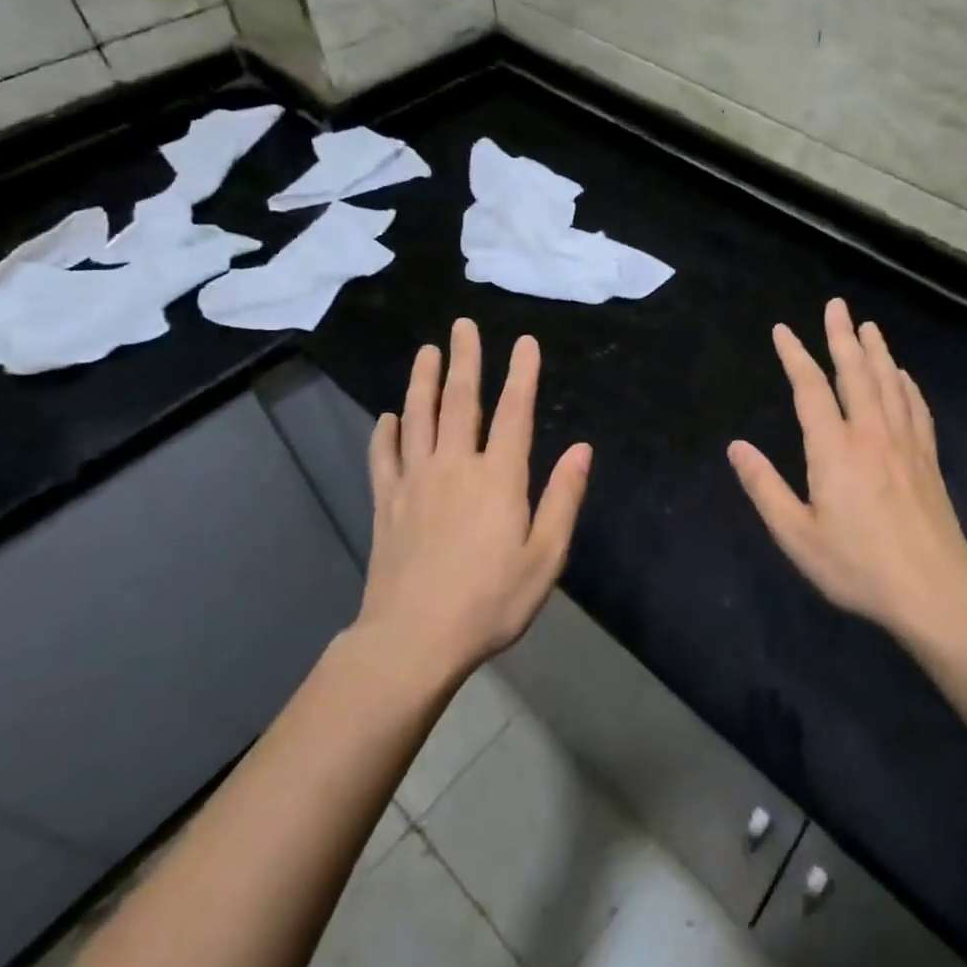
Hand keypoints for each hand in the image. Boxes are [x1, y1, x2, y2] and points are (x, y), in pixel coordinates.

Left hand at [360, 318, 591, 679]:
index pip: (514, 412)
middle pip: (459, 401)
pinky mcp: (387, 504)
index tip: (524, 342)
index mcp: (498, 477)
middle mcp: (455, 466)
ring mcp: (415, 482)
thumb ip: (563, 498)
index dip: (521, 374)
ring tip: (426, 351)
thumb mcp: (545, 556)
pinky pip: (384, 458)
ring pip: (418, 418)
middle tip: (461, 325)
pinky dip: (385, 434)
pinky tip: (387, 418)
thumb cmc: (490, 601)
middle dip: (465, 360)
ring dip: (423, 381)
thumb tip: (582, 449)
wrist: (412, 641)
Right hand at [728, 298, 966, 641]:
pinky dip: (907, 385)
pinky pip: (916, 408)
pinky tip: (903, 375)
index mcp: (834, 449)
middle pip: (855, 373)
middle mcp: (871, 434)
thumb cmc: (858, 566)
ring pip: (889, 383)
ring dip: (877, 351)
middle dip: (842, 336)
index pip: (811, 389)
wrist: (934, 591)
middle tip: (836, 305)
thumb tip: (736, 446)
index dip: (795, 356)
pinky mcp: (928, 459)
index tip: (782, 330)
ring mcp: (905, 443)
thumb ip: (764, 487)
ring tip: (868, 326)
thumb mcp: (797, 535)